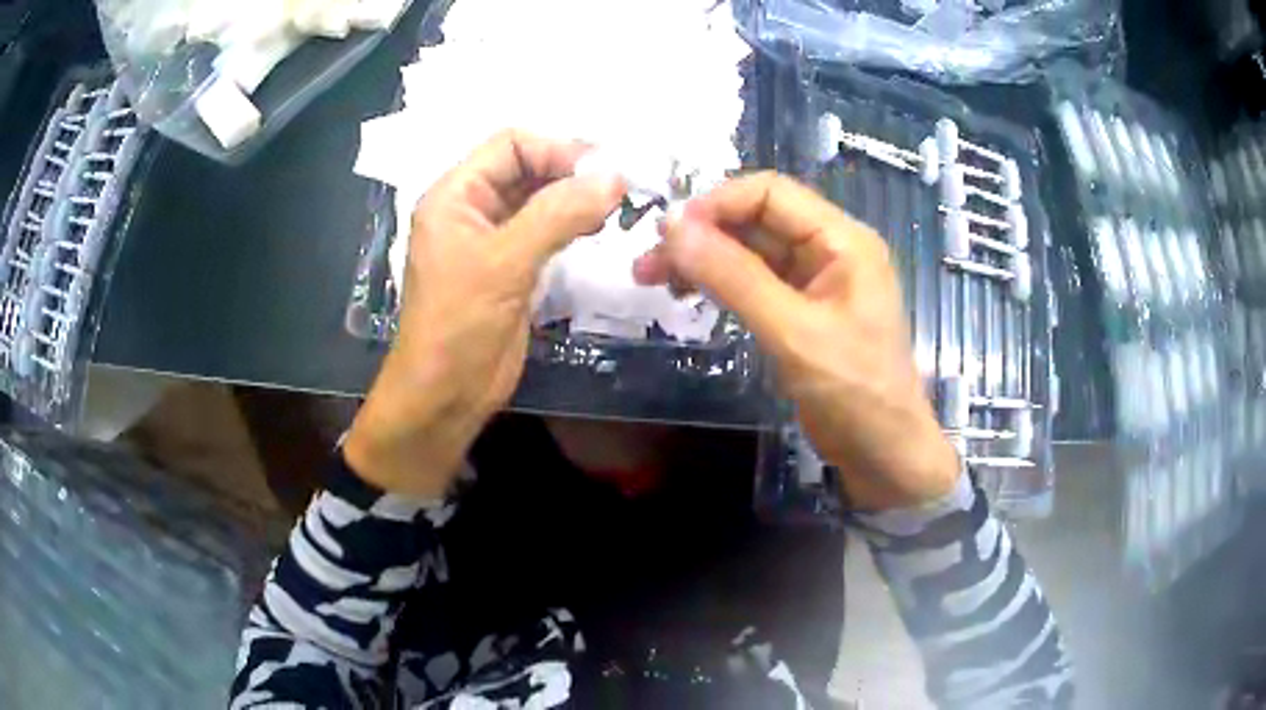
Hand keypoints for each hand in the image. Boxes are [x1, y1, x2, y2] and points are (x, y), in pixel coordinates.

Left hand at [345, 131, 625, 497]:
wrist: (445, 395)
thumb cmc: (460, 325)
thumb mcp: (506, 263)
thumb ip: (558, 214)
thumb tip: (615, 177)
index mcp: (455, 195)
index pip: (511, 145)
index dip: (557, 150)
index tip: (603, 173)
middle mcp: (471, 209)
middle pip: (527, 168)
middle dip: (571, 173)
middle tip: (619, 190)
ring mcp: (491, 239)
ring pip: (538, 199)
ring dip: (575, 198)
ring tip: (613, 209)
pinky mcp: (509, 267)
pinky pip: (544, 230)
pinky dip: (571, 225)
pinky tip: (595, 230)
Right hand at [635, 172, 958, 510]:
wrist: (885, 456)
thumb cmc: (855, 394)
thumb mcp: (794, 333)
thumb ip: (734, 278)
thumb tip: (671, 228)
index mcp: (842, 240)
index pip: (771, 193)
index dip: (716, 203)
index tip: (667, 233)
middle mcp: (829, 249)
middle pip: (757, 219)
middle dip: (701, 234)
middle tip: (648, 263)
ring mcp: (815, 281)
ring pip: (750, 250)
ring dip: (703, 259)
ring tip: (654, 279)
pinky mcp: (801, 310)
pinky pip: (754, 281)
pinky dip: (719, 284)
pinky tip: (688, 295)